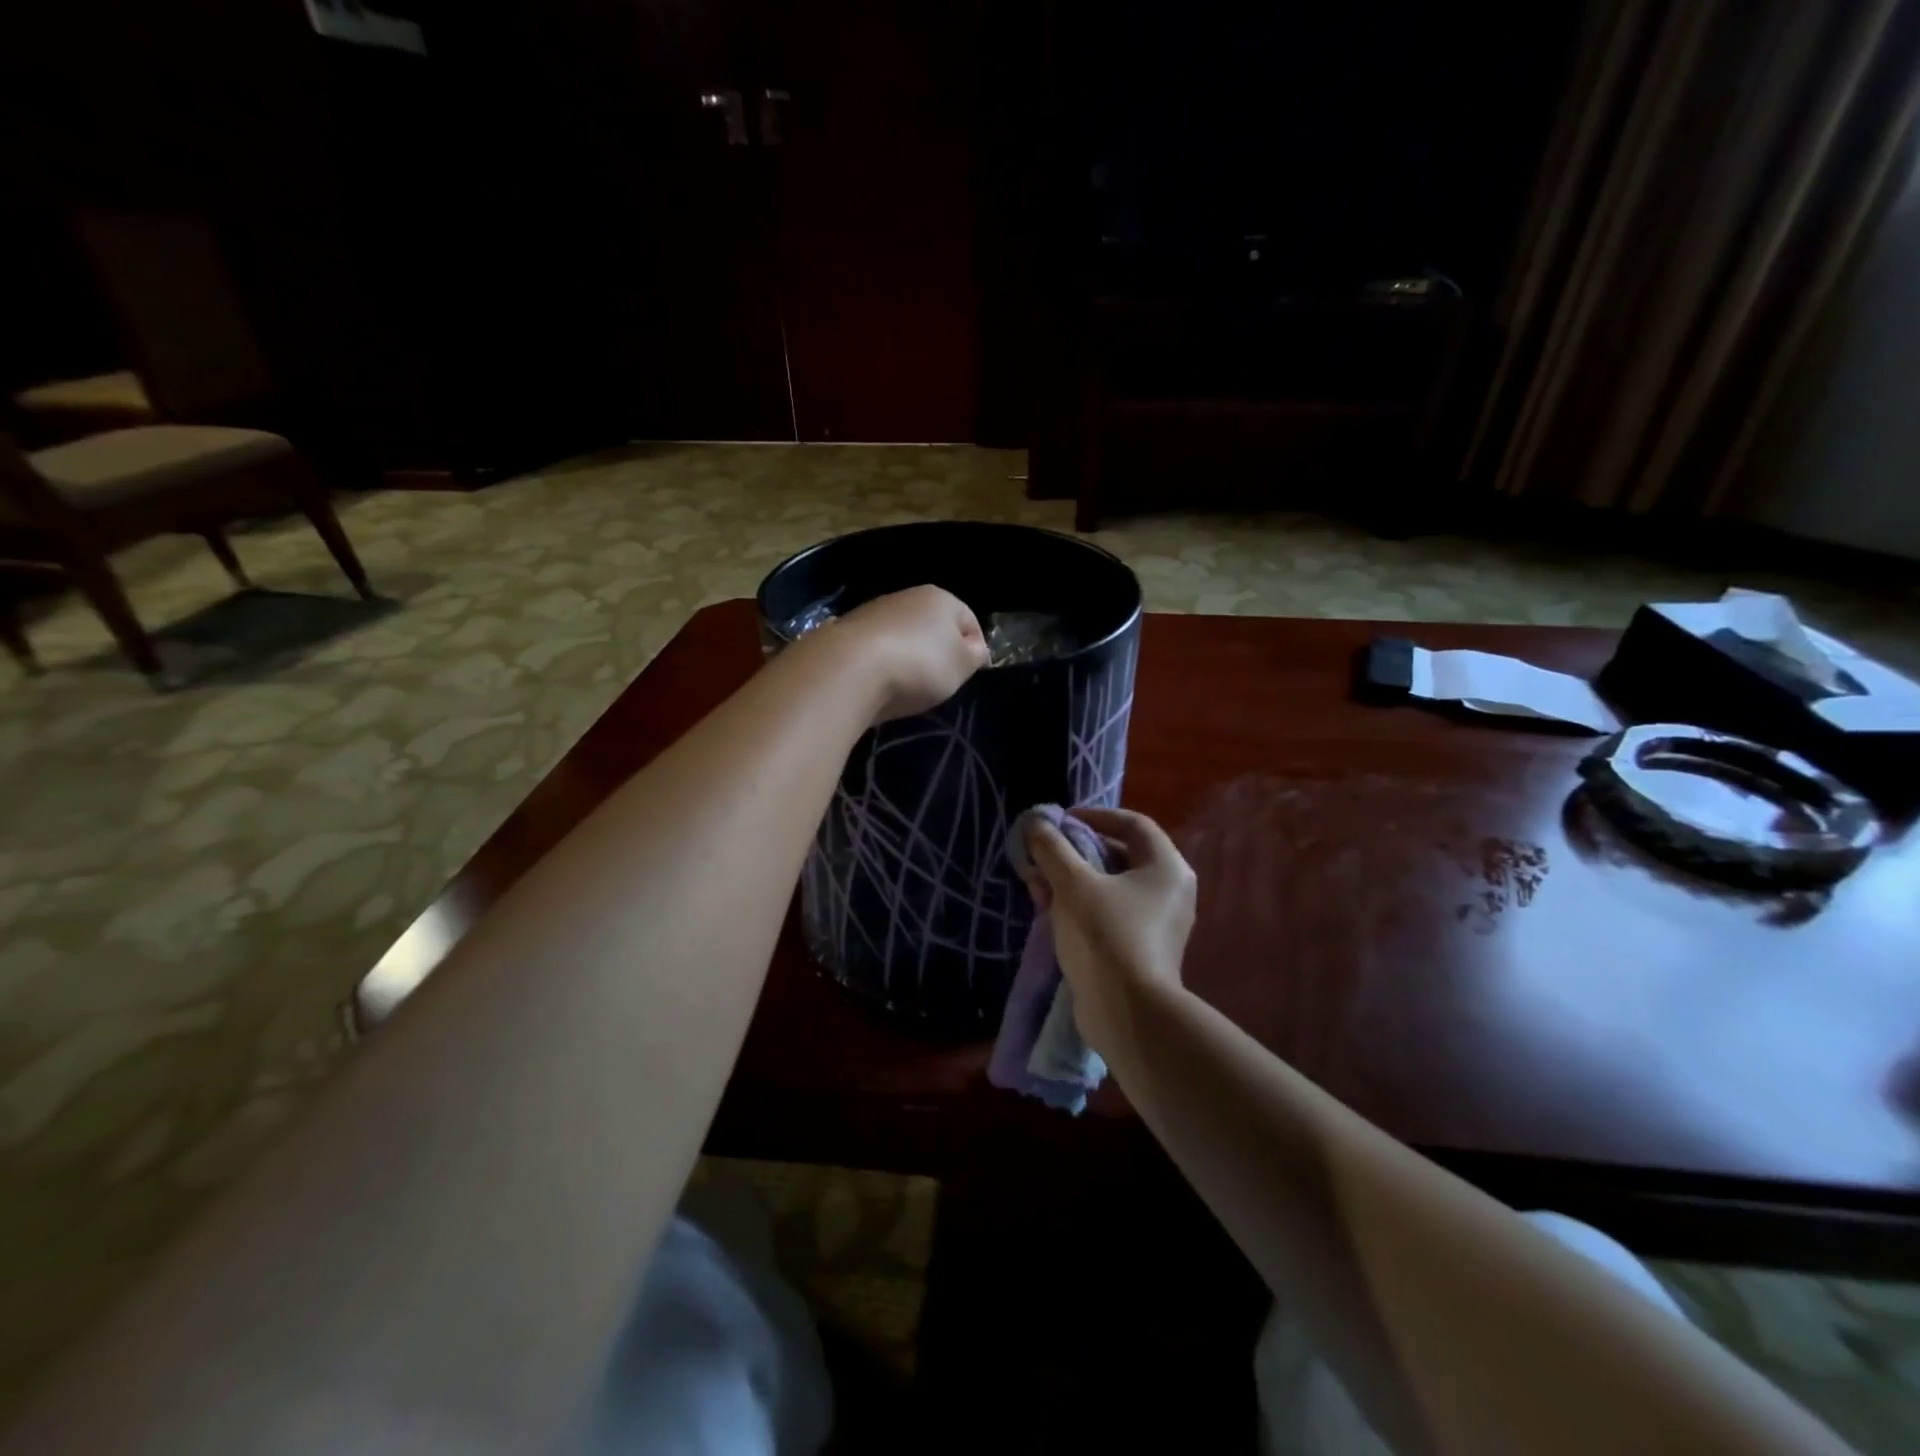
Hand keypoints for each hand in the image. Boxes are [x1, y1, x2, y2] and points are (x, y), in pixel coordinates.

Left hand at [832, 585, 989, 722]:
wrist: (850, 669)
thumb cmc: (919, 665)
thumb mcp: (962, 666)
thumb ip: (974, 655)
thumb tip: (974, 647)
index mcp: (941, 598)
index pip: (969, 620)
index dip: (974, 648)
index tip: (967, 674)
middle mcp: (907, 596)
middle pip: (932, 625)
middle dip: (937, 651)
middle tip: (938, 682)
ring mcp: (873, 611)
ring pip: (902, 635)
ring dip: (907, 656)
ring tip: (904, 685)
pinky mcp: (847, 631)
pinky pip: (875, 648)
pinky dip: (880, 662)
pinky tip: (877, 682)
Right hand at [1023, 807, 1196, 1058]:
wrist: (1128, 1014)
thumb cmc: (1106, 936)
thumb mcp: (1073, 884)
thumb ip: (1053, 849)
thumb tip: (1036, 824)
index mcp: (1166, 867)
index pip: (1132, 823)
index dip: (1094, 815)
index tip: (1060, 821)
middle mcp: (1170, 891)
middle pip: (1120, 854)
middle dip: (1075, 851)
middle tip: (1043, 854)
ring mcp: (1158, 923)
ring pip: (1110, 886)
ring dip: (1072, 879)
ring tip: (1037, 884)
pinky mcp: (1142, 949)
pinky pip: (1110, 912)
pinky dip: (1081, 905)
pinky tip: (1049, 910)